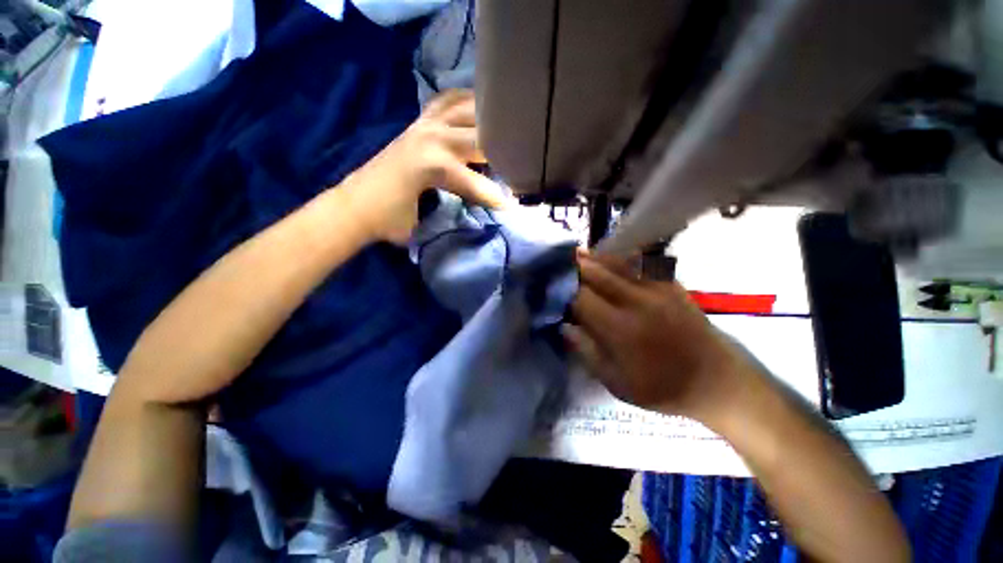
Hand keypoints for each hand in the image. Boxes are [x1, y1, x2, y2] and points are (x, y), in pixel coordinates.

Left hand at [340, 90, 505, 243]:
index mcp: (433, 166)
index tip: (513, 208)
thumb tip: (478, 221)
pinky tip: (480, 106)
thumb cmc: (387, 221)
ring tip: (509, 130)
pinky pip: (447, 101)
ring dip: (489, 120)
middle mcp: (432, 137)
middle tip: (521, 163)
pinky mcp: (418, 123)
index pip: (476, 183)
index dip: (496, 198)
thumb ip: (453, 220)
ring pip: (467, 109)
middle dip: (503, 151)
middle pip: (480, 137)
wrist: (353, 206)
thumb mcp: (422, 227)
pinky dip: (466, 101)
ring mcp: (424, 125)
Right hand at [565, 252, 752, 420]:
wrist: (717, 382)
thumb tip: (564, 326)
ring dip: (594, 258)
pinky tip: (608, 255)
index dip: (563, 291)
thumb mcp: (617, 384)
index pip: (582, 299)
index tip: (551, 287)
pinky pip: (641, 264)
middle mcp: (637, 303)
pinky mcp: (672, 285)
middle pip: (597, 275)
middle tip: (558, 262)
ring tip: (576, 253)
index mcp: (621, 330)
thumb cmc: (662, 389)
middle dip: (574, 267)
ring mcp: (657, 290)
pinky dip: (620, 258)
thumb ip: (587, 352)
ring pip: (617, 265)